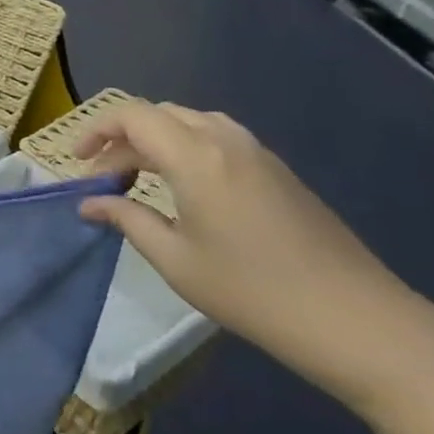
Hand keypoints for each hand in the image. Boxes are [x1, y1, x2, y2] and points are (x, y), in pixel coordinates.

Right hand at [74, 100, 424, 400]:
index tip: (78, 163)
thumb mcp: (175, 259)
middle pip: (160, 114)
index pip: (132, 116)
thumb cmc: (252, 291)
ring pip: (190, 122)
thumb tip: (89, 203)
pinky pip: (217, 138)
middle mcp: (225, 140)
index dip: (96, 131)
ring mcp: (258, 153)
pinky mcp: (278, 171)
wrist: (355, 319)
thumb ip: (126, 219)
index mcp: (195, 156)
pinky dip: (185, 149)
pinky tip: (183, 189)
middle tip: (103, 179)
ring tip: (138, 180)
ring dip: (155, 141)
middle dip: (122, 139)